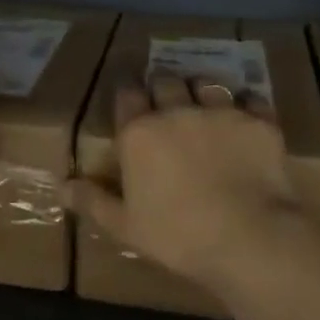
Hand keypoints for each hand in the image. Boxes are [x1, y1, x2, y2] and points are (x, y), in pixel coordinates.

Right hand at [69, 75, 300, 292]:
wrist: (250, 238)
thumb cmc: (178, 236)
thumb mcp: (125, 226)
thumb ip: (93, 201)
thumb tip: (62, 187)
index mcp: (140, 133)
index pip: (127, 94)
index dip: (128, 93)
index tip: (132, 99)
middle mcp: (177, 111)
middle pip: (166, 81)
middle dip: (164, 87)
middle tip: (167, 104)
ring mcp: (221, 112)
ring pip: (207, 83)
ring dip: (202, 92)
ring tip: (205, 108)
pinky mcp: (258, 121)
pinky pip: (251, 99)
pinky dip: (246, 106)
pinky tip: (246, 120)